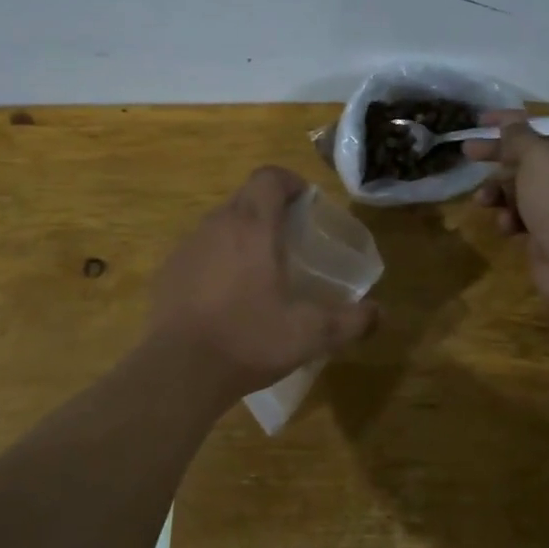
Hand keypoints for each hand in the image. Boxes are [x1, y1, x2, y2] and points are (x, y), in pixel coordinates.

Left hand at [147, 167, 377, 399]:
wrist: (179, 370)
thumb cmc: (249, 339)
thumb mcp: (311, 334)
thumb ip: (351, 321)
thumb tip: (379, 314)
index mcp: (253, 226)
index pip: (269, 177)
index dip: (290, 182)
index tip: (306, 203)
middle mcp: (217, 225)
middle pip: (245, 197)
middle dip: (270, 209)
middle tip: (292, 240)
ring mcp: (188, 246)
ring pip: (221, 223)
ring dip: (243, 234)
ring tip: (261, 269)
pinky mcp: (169, 271)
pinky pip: (200, 250)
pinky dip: (218, 259)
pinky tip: (227, 295)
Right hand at [469, 111, 548, 305]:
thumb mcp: (538, 158)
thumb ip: (519, 137)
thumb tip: (509, 122)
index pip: (541, 127)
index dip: (510, 122)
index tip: (480, 121)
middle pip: (528, 158)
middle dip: (497, 157)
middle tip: (467, 152)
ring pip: (520, 189)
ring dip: (498, 192)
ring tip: (482, 200)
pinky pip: (522, 217)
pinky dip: (510, 218)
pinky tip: (506, 226)